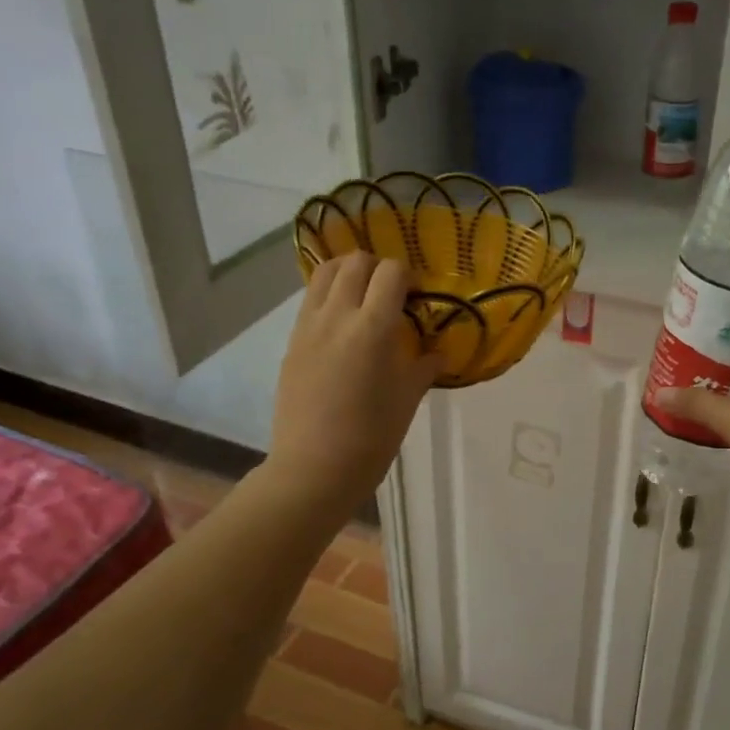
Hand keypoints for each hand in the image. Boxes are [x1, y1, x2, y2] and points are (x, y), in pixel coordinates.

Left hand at [266, 252, 440, 519]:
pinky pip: (310, 300)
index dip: (407, 275)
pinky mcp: (292, 341)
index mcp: (373, 328)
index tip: (416, 295)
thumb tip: (437, 351)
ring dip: (348, 272)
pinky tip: (341, 322)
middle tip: (391, 292)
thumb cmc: (371, 437)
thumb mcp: (408, 399)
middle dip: (378, 267)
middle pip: (355, 261)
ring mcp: (309, 326)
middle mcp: (337, 315)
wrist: (314, 467)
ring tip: (362, 296)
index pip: (391, 272)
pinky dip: (328, 295)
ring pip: (324, 272)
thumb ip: (424, 366)